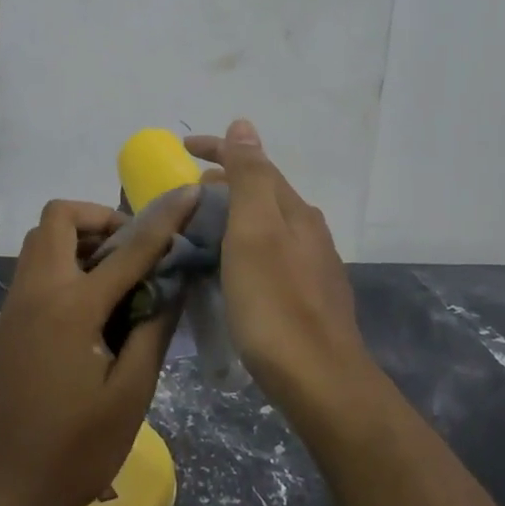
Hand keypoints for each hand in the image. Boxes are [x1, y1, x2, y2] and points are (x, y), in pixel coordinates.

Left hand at [0, 193, 200, 505]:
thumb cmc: (70, 451)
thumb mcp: (128, 397)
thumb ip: (152, 333)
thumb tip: (172, 286)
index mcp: (73, 306)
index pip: (130, 248)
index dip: (164, 219)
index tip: (188, 195)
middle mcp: (40, 289)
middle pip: (61, 218)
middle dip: (102, 218)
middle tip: (134, 249)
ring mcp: (17, 303)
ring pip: (43, 239)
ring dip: (80, 238)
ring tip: (117, 274)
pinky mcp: (8, 320)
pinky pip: (36, 266)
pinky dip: (66, 262)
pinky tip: (92, 303)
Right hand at [184, 120, 375, 415]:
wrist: (320, 380)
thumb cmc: (275, 303)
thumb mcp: (254, 231)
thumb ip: (249, 176)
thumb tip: (244, 124)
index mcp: (294, 211)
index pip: (254, 164)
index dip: (219, 149)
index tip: (184, 146)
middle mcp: (309, 231)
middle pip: (262, 193)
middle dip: (225, 184)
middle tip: (188, 193)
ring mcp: (313, 266)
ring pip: (267, 225)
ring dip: (235, 216)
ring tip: (203, 227)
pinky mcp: (309, 298)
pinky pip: (270, 253)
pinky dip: (245, 245)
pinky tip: (233, 268)